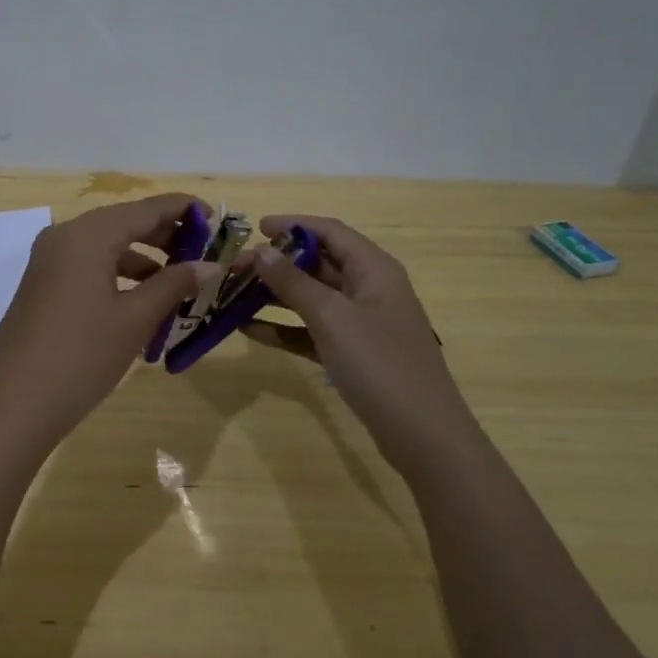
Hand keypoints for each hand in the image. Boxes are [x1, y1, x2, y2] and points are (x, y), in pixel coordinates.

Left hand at [0, 193, 219, 458]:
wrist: (12, 405)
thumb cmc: (81, 355)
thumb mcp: (134, 318)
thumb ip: (174, 284)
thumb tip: (211, 265)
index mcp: (88, 234)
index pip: (147, 208)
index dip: (185, 210)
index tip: (219, 220)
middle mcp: (65, 237)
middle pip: (125, 223)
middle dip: (167, 236)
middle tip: (205, 255)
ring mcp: (49, 262)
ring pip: (107, 247)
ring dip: (145, 260)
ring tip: (180, 284)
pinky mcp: (42, 286)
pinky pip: (89, 267)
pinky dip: (119, 277)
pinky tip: (142, 303)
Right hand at [245, 215, 464, 465]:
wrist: (422, 434)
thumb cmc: (379, 364)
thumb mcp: (332, 317)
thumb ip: (293, 282)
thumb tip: (261, 250)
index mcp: (374, 269)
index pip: (330, 231)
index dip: (293, 224)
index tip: (254, 227)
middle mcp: (369, 289)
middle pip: (318, 263)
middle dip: (277, 263)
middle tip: (235, 268)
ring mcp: (362, 323)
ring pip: (313, 298)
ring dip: (276, 295)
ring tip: (234, 295)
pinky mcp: (353, 353)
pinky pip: (313, 330)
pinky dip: (285, 328)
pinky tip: (250, 330)